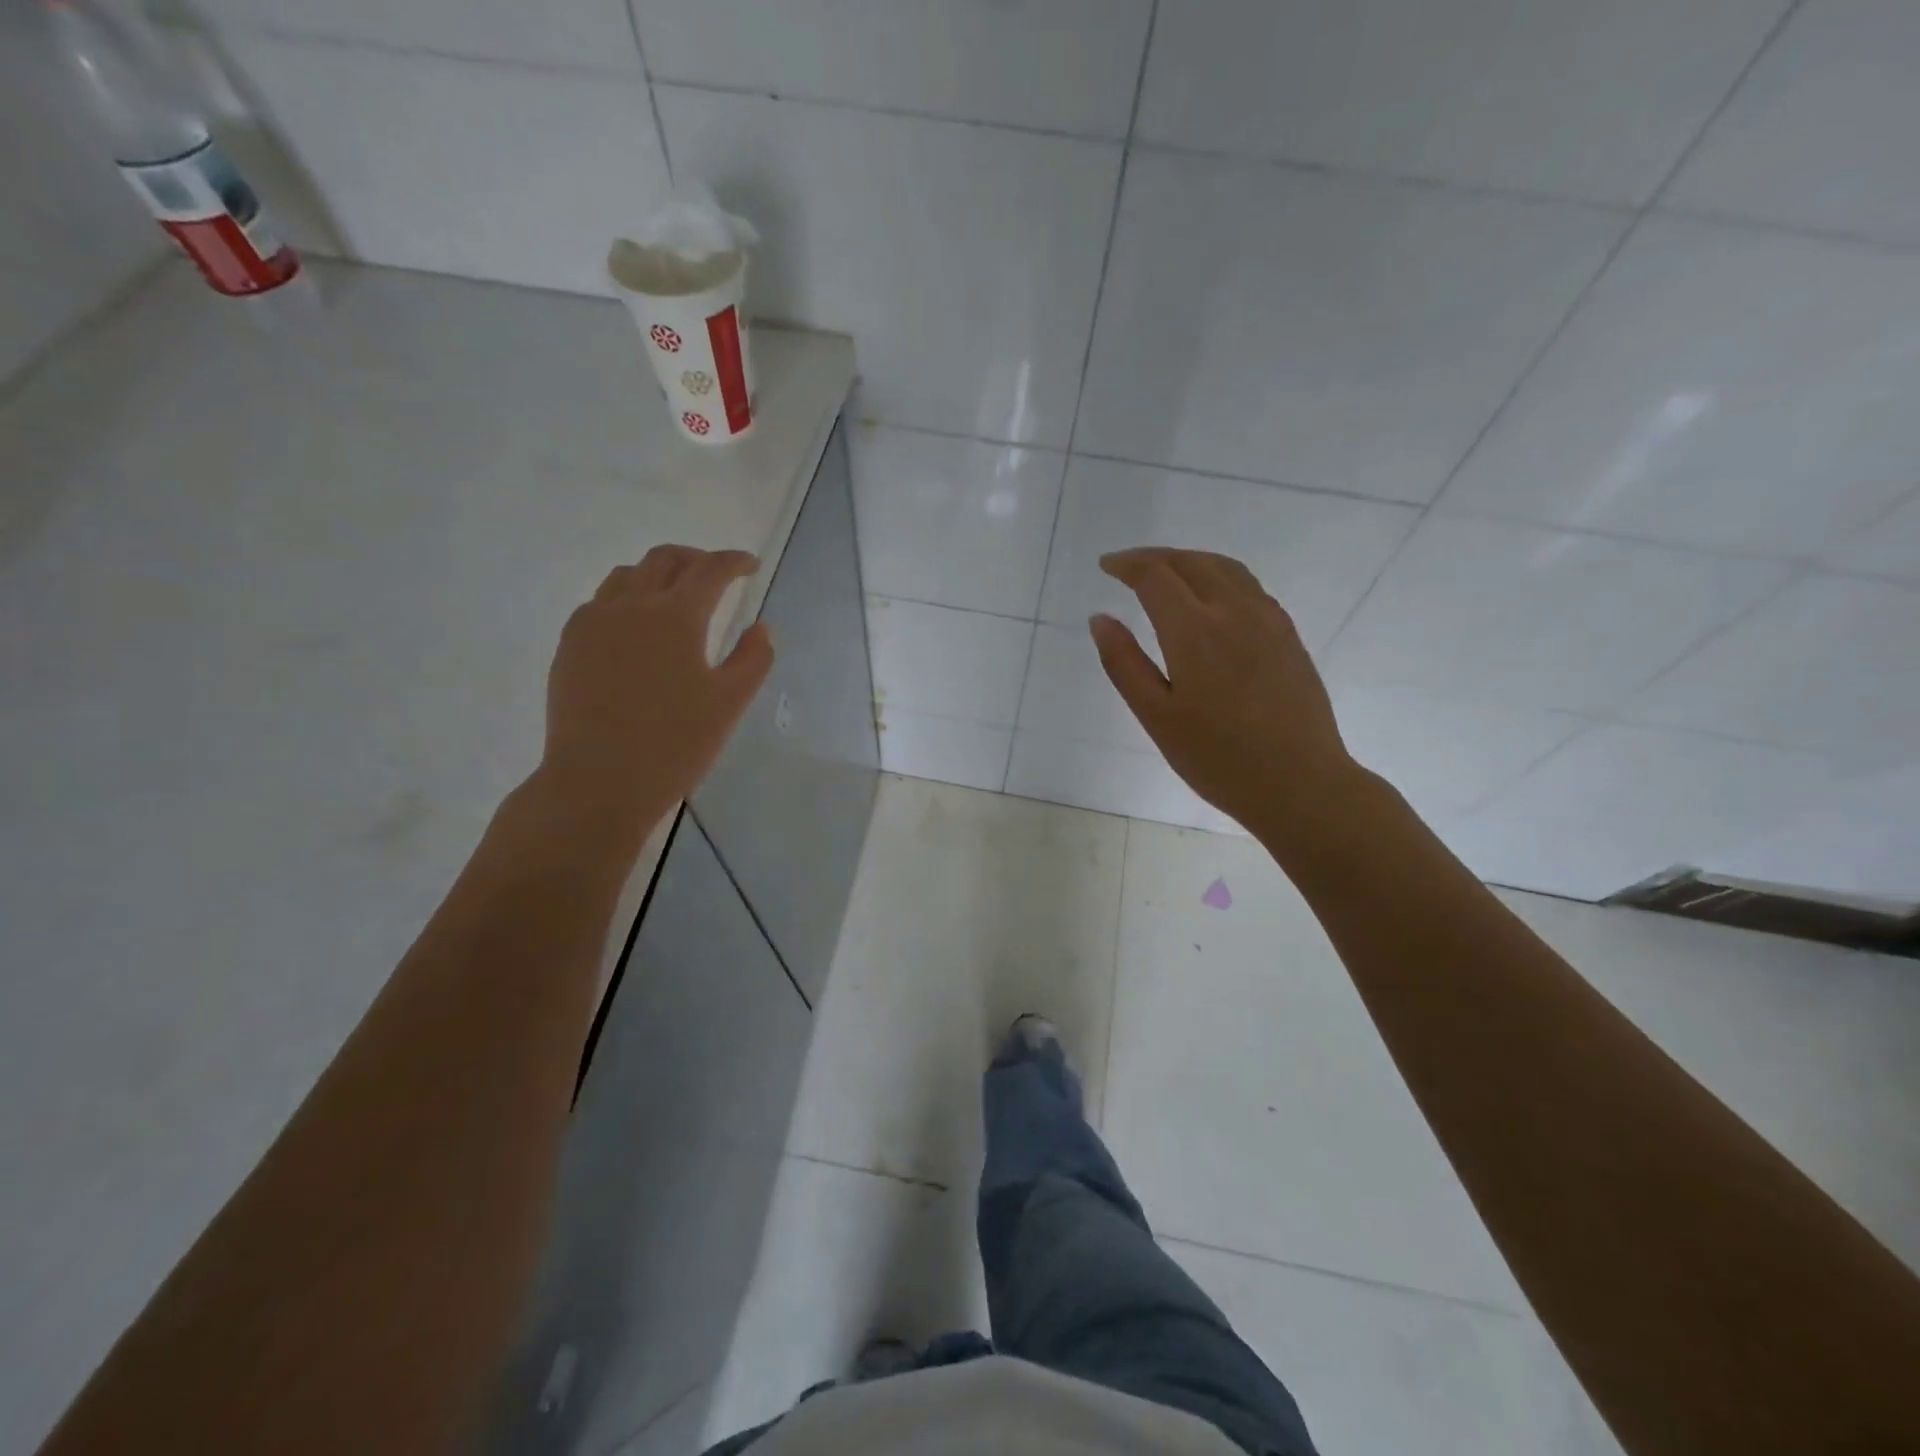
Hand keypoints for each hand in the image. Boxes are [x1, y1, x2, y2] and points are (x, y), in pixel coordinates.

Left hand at [538, 545, 772, 844]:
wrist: (598, 781)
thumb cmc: (674, 744)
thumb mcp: (730, 704)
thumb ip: (753, 659)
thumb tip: (761, 628)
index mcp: (675, 617)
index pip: (710, 570)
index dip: (734, 561)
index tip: (750, 565)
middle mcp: (631, 606)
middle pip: (664, 560)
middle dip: (696, 559)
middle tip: (717, 574)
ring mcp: (593, 622)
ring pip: (627, 575)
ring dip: (658, 573)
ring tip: (675, 595)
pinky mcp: (570, 644)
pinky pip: (600, 602)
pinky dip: (627, 597)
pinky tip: (635, 627)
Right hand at [1090, 547, 1363, 847]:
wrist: (1299, 783)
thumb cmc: (1217, 758)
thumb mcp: (1156, 717)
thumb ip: (1124, 663)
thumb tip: (1100, 619)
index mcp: (1194, 631)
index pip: (1155, 576)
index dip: (1127, 565)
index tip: (1105, 566)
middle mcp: (1233, 611)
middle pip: (1191, 562)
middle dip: (1155, 557)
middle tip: (1128, 567)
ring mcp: (1268, 620)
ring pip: (1225, 568)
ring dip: (1190, 561)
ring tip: (1167, 573)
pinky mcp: (1288, 635)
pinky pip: (1250, 586)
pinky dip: (1220, 576)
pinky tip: (1212, 598)